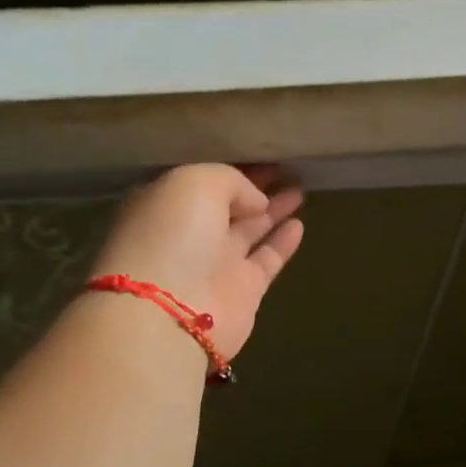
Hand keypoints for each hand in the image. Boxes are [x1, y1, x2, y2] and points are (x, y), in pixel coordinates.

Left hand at [90, 164, 304, 359]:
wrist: (170, 312)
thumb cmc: (173, 234)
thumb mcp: (196, 182)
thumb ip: (230, 181)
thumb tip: (255, 202)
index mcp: (166, 204)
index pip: (202, 181)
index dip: (231, 167)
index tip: (262, 154)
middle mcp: (189, 233)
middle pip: (227, 204)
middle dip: (254, 187)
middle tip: (286, 168)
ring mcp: (215, 263)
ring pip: (249, 230)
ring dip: (273, 210)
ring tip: (299, 189)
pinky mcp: (243, 290)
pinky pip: (267, 259)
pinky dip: (283, 242)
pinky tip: (299, 224)